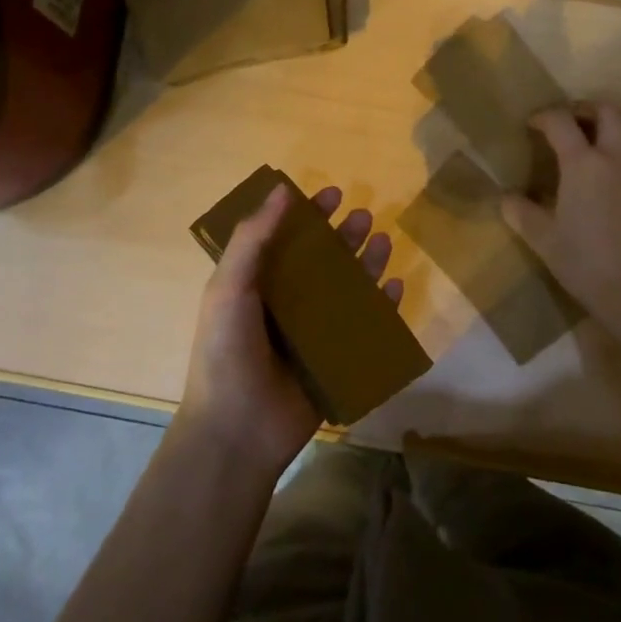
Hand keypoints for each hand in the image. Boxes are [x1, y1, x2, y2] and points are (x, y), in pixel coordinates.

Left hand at [178, 183, 402, 482]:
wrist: (237, 432)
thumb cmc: (226, 352)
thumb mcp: (229, 287)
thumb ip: (252, 238)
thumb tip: (282, 189)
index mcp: (257, 285)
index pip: (286, 239)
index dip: (308, 215)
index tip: (332, 194)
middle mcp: (286, 304)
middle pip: (322, 261)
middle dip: (343, 237)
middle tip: (363, 216)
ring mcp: (313, 334)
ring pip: (347, 289)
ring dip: (365, 264)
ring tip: (382, 242)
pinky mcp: (336, 361)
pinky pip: (364, 327)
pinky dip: (381, 307)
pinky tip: (394, 288)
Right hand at [501, 104, 620, 327]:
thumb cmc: (586, 263)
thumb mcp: (543, 239)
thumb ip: (520, 212)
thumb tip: (506, 197)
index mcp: (583, 164)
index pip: (561, 122)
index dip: (544, 116)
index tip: (533, 124)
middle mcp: (617, 156)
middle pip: (607, 111)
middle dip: (585, 109)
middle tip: (571, 121)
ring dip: (617, 121)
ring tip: (603, 135)